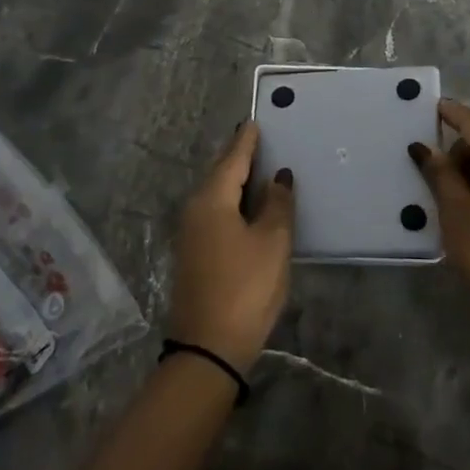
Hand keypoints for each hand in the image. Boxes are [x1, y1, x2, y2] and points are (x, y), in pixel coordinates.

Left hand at [167, 122, 293, 370]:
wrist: (208, 348)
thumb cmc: (245, 287)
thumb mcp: (272, 242)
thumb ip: (277, 204)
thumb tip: (278, 177)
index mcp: (212, 199)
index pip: (233, 158)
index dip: (247, 141)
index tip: (255, 121)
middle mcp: (195, 209)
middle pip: (220, 174)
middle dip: (239, 157)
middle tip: (259, 140)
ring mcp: (191, 233)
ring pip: (217, 195)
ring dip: (237, 181)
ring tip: (260, 169)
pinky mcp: (194, 254)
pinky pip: (216, 213)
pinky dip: (233, 202)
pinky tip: (249, 206)